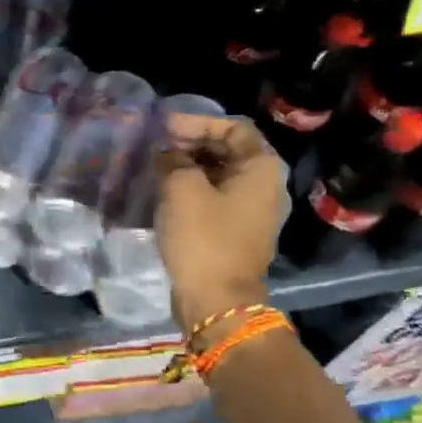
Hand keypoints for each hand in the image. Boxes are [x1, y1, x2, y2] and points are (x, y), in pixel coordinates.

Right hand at [155, 115, 287, 325]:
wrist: (216, 300)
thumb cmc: (203, 238)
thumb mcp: (181, 189)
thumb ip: (173, 160)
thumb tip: (168, 154)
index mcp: (260, 169)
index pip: (233, 128)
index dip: (198, 122)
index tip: (165, 126)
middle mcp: (264, 186)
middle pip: (228, 151)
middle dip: (192, 144)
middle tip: (158, 146)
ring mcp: (251, 212)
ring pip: (219, 176)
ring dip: (189, 168)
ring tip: (156, 168)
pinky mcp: (235, 233)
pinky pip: (214, 200)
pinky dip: (192, 191)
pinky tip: (165, 194)